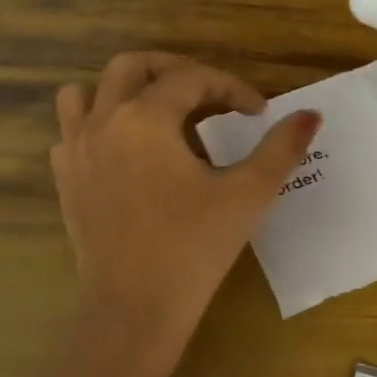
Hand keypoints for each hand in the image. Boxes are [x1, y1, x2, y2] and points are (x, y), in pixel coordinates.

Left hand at [51, 52, 320, 376]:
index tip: (258, 112)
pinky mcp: (66, 181)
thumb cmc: (194, 248)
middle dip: (174, 70)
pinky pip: (72, 132)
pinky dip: (97, 126)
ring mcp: (76, 151)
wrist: (134, 310)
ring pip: (85, 92)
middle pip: (132, 66)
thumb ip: (281, 148)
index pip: (193, 79)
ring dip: (121, 90)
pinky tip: (126, 152)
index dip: (231, 88)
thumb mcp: (247, 194)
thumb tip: (311, 115)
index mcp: (147, 117)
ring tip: (156, 111)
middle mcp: (104, 122)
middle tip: (207, 93)